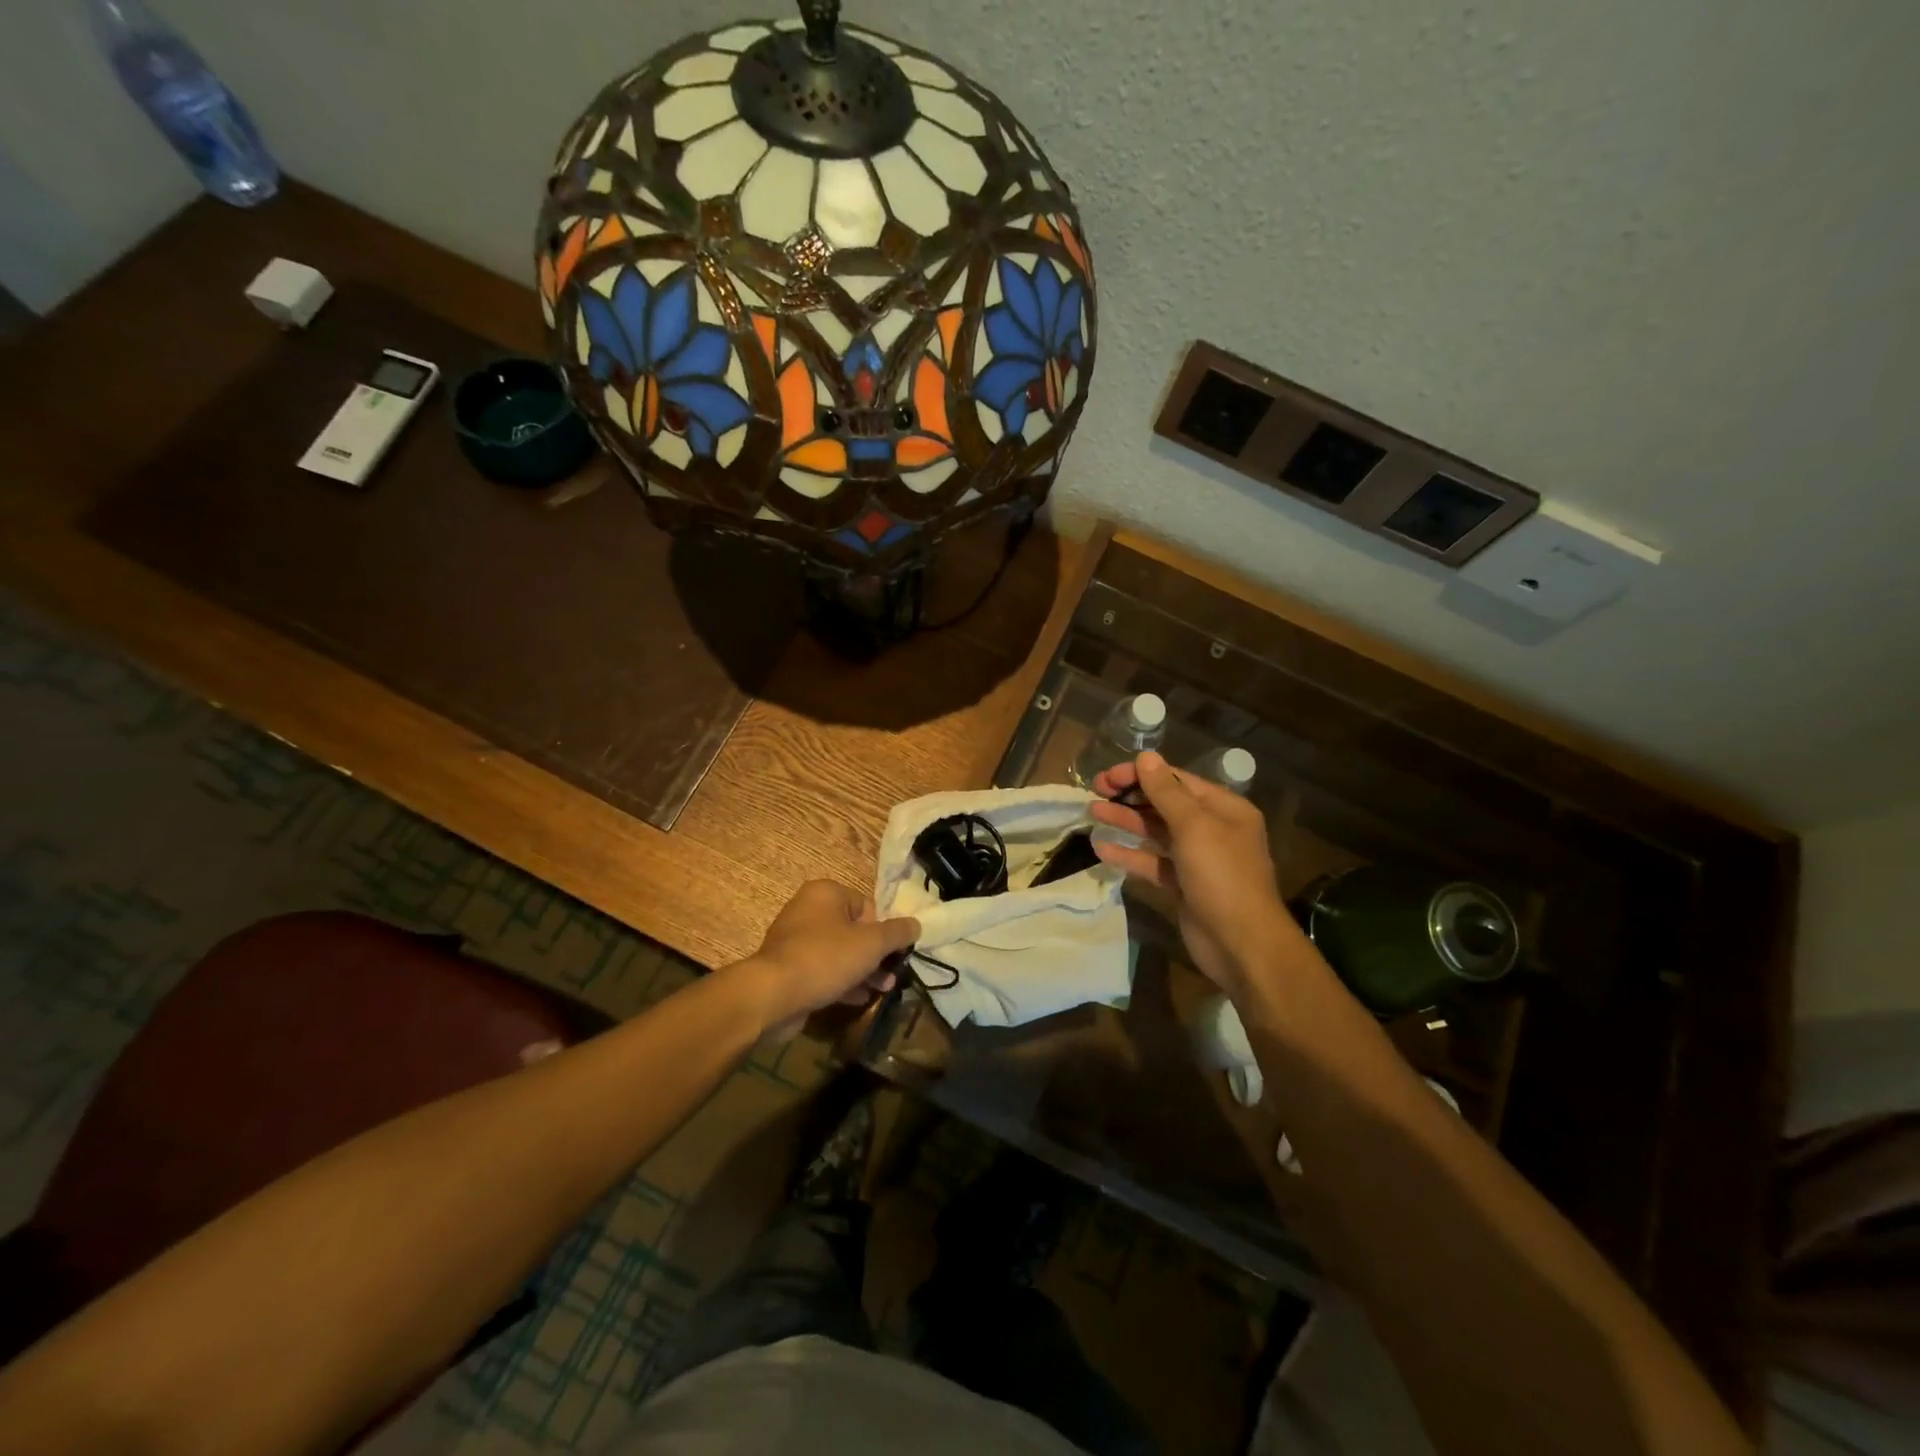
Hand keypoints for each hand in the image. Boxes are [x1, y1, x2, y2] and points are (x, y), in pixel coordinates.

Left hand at [736, 880, 920, 1038]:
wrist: (773, 995)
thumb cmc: (826, 958)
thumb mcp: (871, 944)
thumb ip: (897, 933)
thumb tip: (916, 924)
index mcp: (826, 893)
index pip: (867, 906)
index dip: (883, 931)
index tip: (893, 953)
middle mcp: (807, 909)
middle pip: (853, 930)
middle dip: (875, 955)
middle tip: (891, 976)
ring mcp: (794, 940)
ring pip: (839, 953)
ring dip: (862, 971)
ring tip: (881, 990)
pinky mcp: (787, 968)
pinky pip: (822, 970)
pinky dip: (841, 982)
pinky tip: (858, 999)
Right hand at [1088, 752, 1299, 994]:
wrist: (1242, 945)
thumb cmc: (1222, 877)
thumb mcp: (1194, 827)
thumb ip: (1166, 792)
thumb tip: (1146, 757)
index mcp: (1224, 808)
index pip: (1177, 780)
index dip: (1141, 774)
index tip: (1107, 776)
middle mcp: (1212, 829)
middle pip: (1164, 804)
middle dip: (1130, 797)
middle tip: (1094, 791)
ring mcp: (1197, 859)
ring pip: (1156, 833)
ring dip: (1126, 822)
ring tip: (1093, 813)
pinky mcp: (1183, 885)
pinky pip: (1152, 862)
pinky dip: (1129, 855)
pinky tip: (1102, 850)